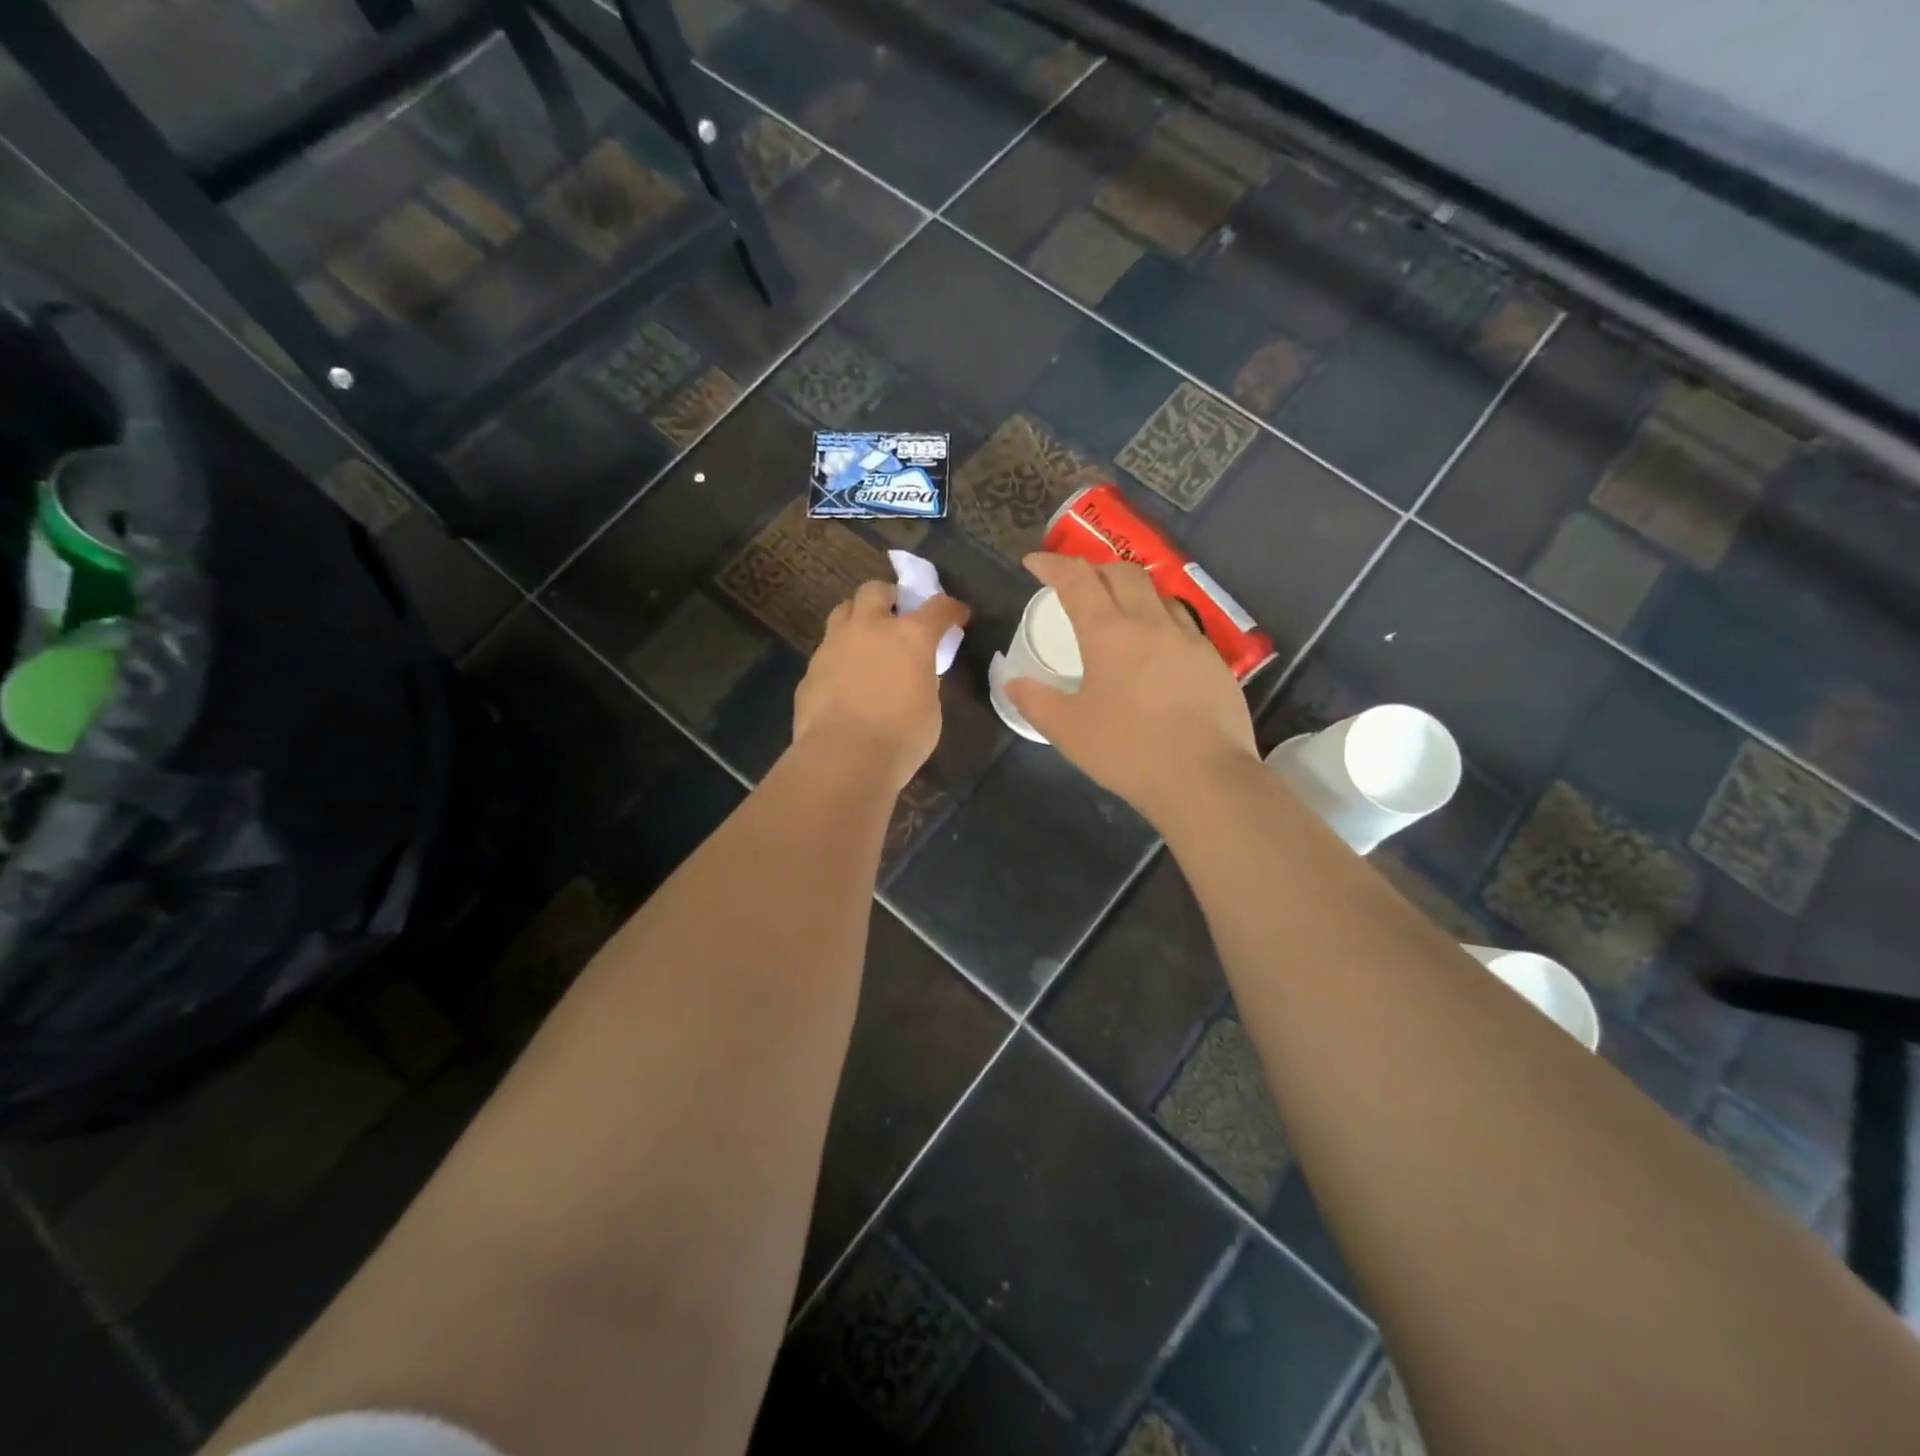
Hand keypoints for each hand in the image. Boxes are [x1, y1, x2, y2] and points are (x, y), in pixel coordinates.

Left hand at [793, 580, 970, 790]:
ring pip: (842, 612)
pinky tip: (844, 681)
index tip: (957, 615)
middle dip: (888, 597)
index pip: (937, 608)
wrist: (845, 757)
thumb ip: (922, 681)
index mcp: (909, 636)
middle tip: (896, 614)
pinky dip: (839, 657)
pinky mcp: (811, 670)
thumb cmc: (902, 736)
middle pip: (875, 590)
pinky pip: (827, 651)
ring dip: (857, 618)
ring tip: (865, 641)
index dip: (950, 609)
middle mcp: (869, 629)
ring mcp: (834, 646)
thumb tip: (912, 675)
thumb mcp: (929, 707)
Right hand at [1006, 552, 1257, 824]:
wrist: (1204, 776)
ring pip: (1158, 593)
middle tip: (1078, 585)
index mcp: (1108, 632)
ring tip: (1119, 609)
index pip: (1077, 580)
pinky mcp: (1213, 660)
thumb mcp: (1068, 730)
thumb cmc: (1127, 750)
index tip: (1035, 562)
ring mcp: (1188, 638)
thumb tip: (1012, 683)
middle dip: (1095, 569)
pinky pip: (1183, 623)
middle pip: (1122, 573)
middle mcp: (1150, 622)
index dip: (1053, 565)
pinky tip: (1157, 647)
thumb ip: (1036, 702)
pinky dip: (1160, 619)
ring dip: (1132, 590)